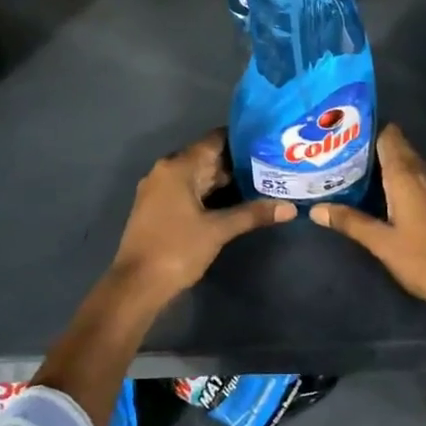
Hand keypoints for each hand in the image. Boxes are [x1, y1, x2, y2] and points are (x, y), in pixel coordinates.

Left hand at [109, 130, 294, 302]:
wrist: (136, 286)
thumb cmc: (176, 249)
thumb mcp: (218, 230)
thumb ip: (252, 214)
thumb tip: (290, 207)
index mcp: (178, 166)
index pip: (214, 140)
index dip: (242, 140)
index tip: (267, 142)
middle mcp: (166, 170)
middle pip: (206, 157)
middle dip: (237, 162)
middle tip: (270, 164)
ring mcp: (159, 190)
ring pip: (198, 176)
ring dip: (224, 180)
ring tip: (260, 181)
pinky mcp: (158, 208)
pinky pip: (188, 190)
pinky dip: (210, 193)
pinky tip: (233, 201)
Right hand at [309, 125, 425, 305]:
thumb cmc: (422, 258)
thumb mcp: (381, 242)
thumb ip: (350, 221)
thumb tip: (315, 209)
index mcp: (405, 176)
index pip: (388, 135)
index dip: (367, 130)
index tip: (342, 133)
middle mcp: (422, 173)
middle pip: (397, 146)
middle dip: (371, 146)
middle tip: (341, 153)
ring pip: (408, 161)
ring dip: (385, 161)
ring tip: (354, 169)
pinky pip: (417, 176)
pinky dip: (399, 175)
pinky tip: (382, 190)